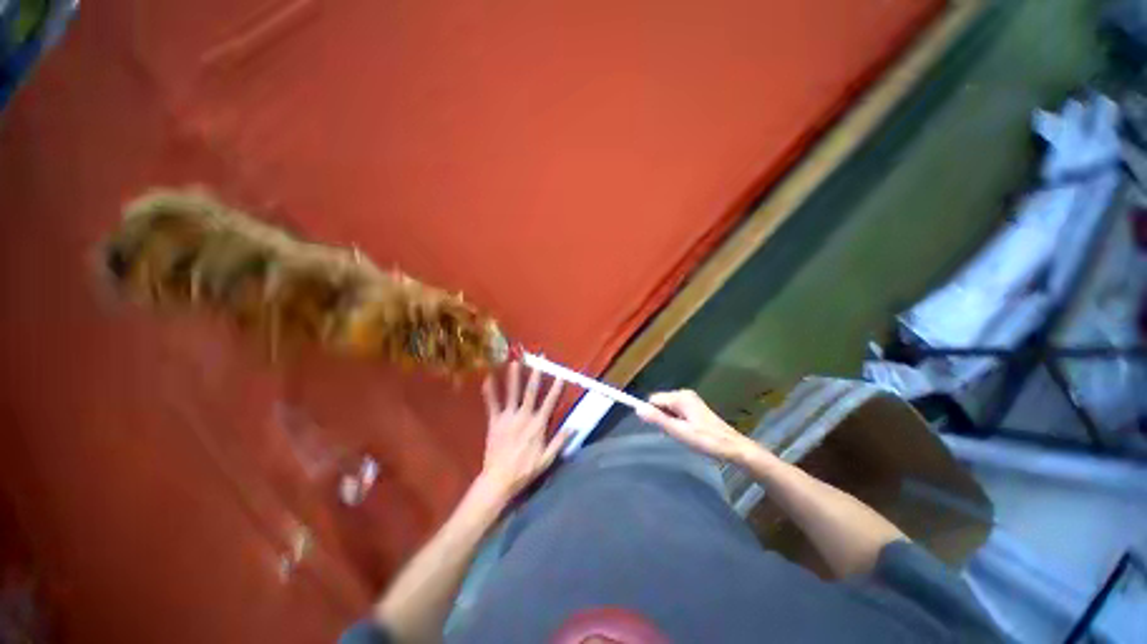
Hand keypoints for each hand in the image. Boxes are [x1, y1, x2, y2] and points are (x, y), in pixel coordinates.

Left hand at [477, 361, 568, 501]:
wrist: (500, 479)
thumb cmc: (525, 470)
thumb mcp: (548, 459)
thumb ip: (560, 441)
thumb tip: (574, 426)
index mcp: (538, 425)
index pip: (550, 402)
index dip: (556, 388)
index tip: (560, 375)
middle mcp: (524, 416)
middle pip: (531, 392)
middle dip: (535, 375)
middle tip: (538, 361)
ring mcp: (508, 418)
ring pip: (512, 393)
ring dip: (513, 377)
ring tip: (514, 362)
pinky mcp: (494, 422)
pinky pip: (492, 404)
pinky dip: (490, 391)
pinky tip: (487, 378)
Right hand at [637, 389, 754, 462]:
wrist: (734, 448)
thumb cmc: (706, 440)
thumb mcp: (679, 432)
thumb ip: (658, 419)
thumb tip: (638, 408)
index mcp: (680, 397)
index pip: (653, 400)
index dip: (653, 414)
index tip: (661, 429)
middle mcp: (684, 394)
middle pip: (660, 403)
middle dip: (662, 418)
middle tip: (675, 433)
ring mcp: (690, 400)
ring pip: (668, 409)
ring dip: (670, 422)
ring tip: (683, 434)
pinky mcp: (694, 407)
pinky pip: (676, 411)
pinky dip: (677, 422)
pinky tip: (688, 433)